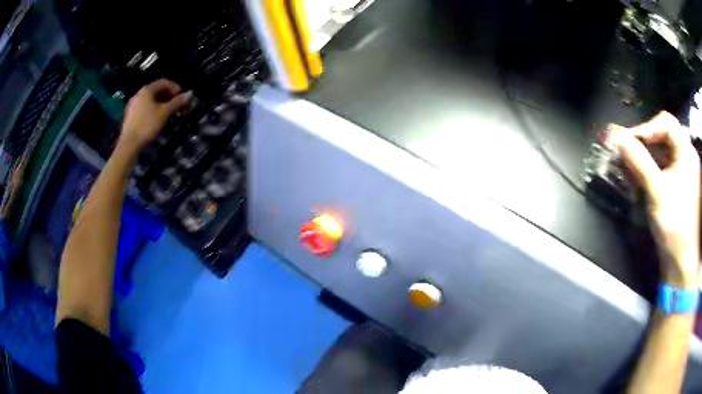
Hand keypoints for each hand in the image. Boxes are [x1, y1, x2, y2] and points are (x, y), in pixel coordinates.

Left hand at [118, 79, 191, 152]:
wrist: (129, 144)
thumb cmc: (147, 125)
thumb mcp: (165, 113)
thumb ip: (177, 102)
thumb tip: (190, 93)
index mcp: (147, 90)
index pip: (164, 82)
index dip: (175, 88)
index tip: (182, 98)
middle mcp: (139, 94)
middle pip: (157, 91)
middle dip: (169, 97)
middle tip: (177, 106)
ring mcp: (133, 105)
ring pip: (150, 100)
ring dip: (161, 104)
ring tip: (168, 113)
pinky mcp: (130, 115)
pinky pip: (144, 107)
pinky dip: (153, 109)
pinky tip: (157, 119)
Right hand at [615, 112, 700, 287]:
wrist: (683, 264)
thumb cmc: (675, 226)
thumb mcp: (656, 192)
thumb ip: (639, 162)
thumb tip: (619, 138)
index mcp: (686, 152)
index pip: (665, 123)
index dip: (647, 128)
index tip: (629, 142)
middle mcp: (687, 157)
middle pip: (664, 137)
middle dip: (645, 143)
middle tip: (628, 154)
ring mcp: (685, 174)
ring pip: (664, 154)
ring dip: (646, 158)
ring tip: (631, 169)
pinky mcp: (681, 189)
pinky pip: (666, 170)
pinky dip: (653, 171)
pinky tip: (642, 181)